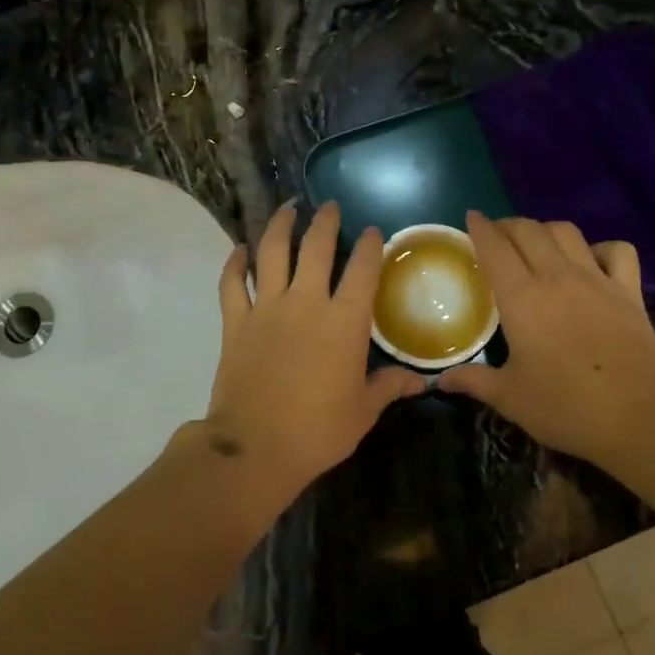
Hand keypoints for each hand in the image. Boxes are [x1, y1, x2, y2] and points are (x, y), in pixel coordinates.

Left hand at [191, 202, 424, 508]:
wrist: (255, 447)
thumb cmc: (318, 431)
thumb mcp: (363, 411)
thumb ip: (389, 387)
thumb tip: (421, 382)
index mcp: (344, 321)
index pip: (362, 269)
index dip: (369, 245)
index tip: (372, 231)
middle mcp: (306, 302)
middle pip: (315, 247)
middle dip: (325, 221)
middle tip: (329, 206)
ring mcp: (266, 308)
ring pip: (271, 253)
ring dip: (280, 226)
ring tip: (287, 209)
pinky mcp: (235, 322)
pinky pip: (232, 283)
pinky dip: (235, 263)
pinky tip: (240, 249)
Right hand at [436, 213, 654, 470]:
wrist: (642, 420)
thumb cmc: (568, 408)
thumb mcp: (511, 399)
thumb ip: (474, 381)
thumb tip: (442, 381)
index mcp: (522, 298)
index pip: (495, 247)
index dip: (480, 228)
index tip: (471, 218)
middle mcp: (557, 277)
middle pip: (529, 230)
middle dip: (508, 225)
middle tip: (497, 236)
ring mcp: (598, 280)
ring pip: (567, 232)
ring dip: (546, 230)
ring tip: (536, 243)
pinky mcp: (630, 292)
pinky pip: (617, 251)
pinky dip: (600, 248)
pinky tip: (591, 261)